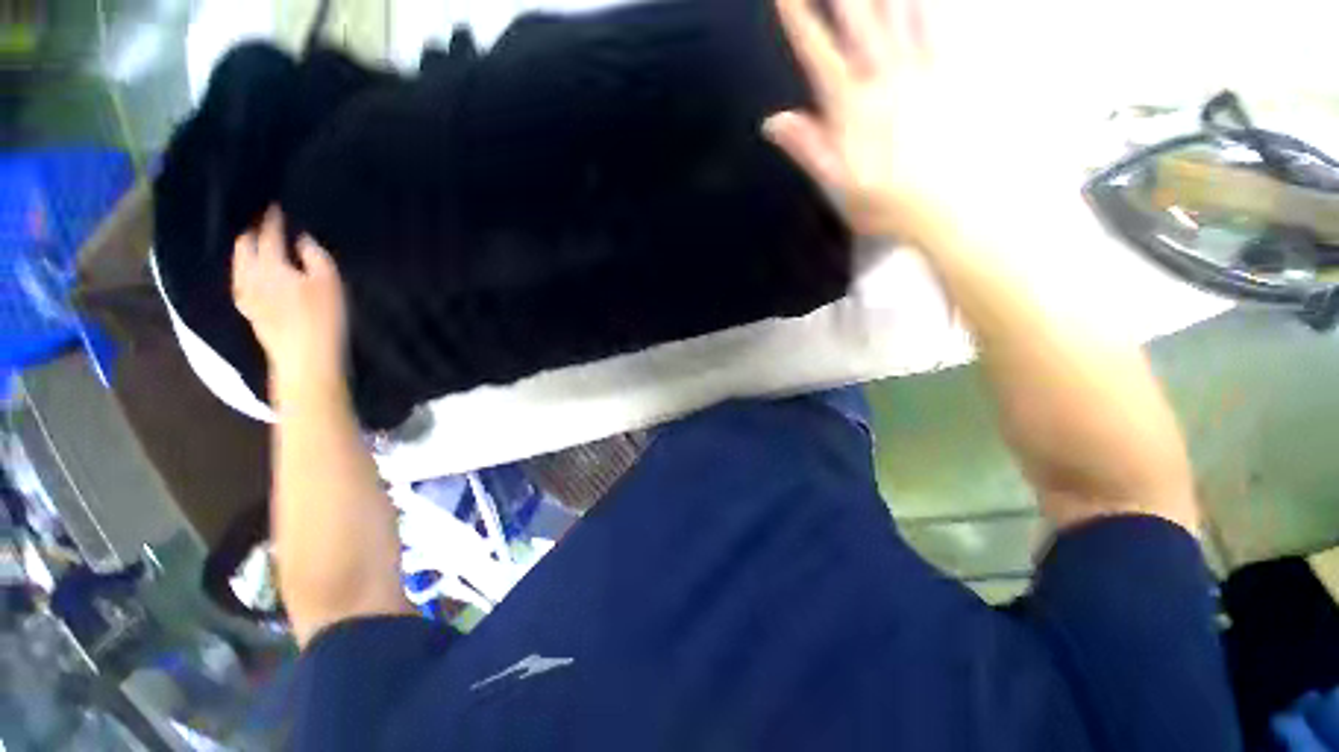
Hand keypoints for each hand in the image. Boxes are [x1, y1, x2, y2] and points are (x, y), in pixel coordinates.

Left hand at [232, 208, 347, 395]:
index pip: (269, 235)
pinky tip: (249, 273)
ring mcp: (245, 294)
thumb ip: (314, 257)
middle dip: (253, 232)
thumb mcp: (329, 283)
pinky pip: (239, 281)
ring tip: (255, 243)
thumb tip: (301, 240)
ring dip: (245, 249)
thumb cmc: (323, 318)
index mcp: (271, 265)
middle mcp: (250, 275)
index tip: (275, 206)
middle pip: (245, 246)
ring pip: (238, 263)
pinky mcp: (248, 310)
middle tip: (264, 224)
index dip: (272, 219)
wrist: (304, 358)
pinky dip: (243, 269)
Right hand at [765, 0, 969, 242]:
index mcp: (850, 107)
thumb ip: (807, 148)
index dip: (799, 18)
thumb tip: (772, 121)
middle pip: (857, 19)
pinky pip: (937, 24)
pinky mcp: (946, 73)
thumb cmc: (885, 202)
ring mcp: (918, 70)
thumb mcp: (836, 185)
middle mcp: (882, 78)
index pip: (818, 53)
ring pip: (899, 11)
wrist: (946, 207)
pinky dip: (928, 5)